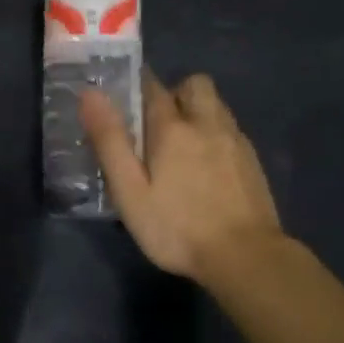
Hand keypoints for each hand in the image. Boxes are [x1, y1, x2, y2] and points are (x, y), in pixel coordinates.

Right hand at [80, 73, 285, 288]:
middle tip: (156, 123)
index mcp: (172, 128)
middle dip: (175, 92)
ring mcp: (235, 141)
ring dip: (197, 111)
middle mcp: (207, 124)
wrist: (246, 258)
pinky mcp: (253, 161)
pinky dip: (214, 134)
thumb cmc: (177, 227)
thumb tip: (90, 93)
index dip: (136, 84)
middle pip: (195, 84)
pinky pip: (229, 129)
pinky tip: (205, 166)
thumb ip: (110, 141)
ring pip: (216, 105)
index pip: (152, 86)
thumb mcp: (130, 191)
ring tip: (180, 145)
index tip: (122, 96)